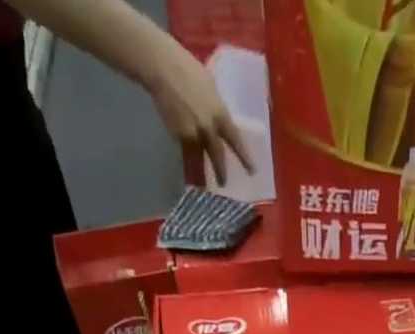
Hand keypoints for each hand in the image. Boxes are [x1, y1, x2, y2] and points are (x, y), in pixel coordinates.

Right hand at [144, 34, 255, 187]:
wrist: (161, 67)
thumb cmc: (186, 67)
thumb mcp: (209, 85)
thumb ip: (215, 106)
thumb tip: (218, 119)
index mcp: (219, 113)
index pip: (235, 140)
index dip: (244, 157)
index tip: (252, 171)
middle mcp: (208, 128)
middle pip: (217, 156)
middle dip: (221, 172)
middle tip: (223, 184)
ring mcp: (192, 134)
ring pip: (199, 158)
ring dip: (201, 173)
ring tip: (202, 184)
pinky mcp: (177, 136)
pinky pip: (185, 149)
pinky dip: (187, 154)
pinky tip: (184, 155)